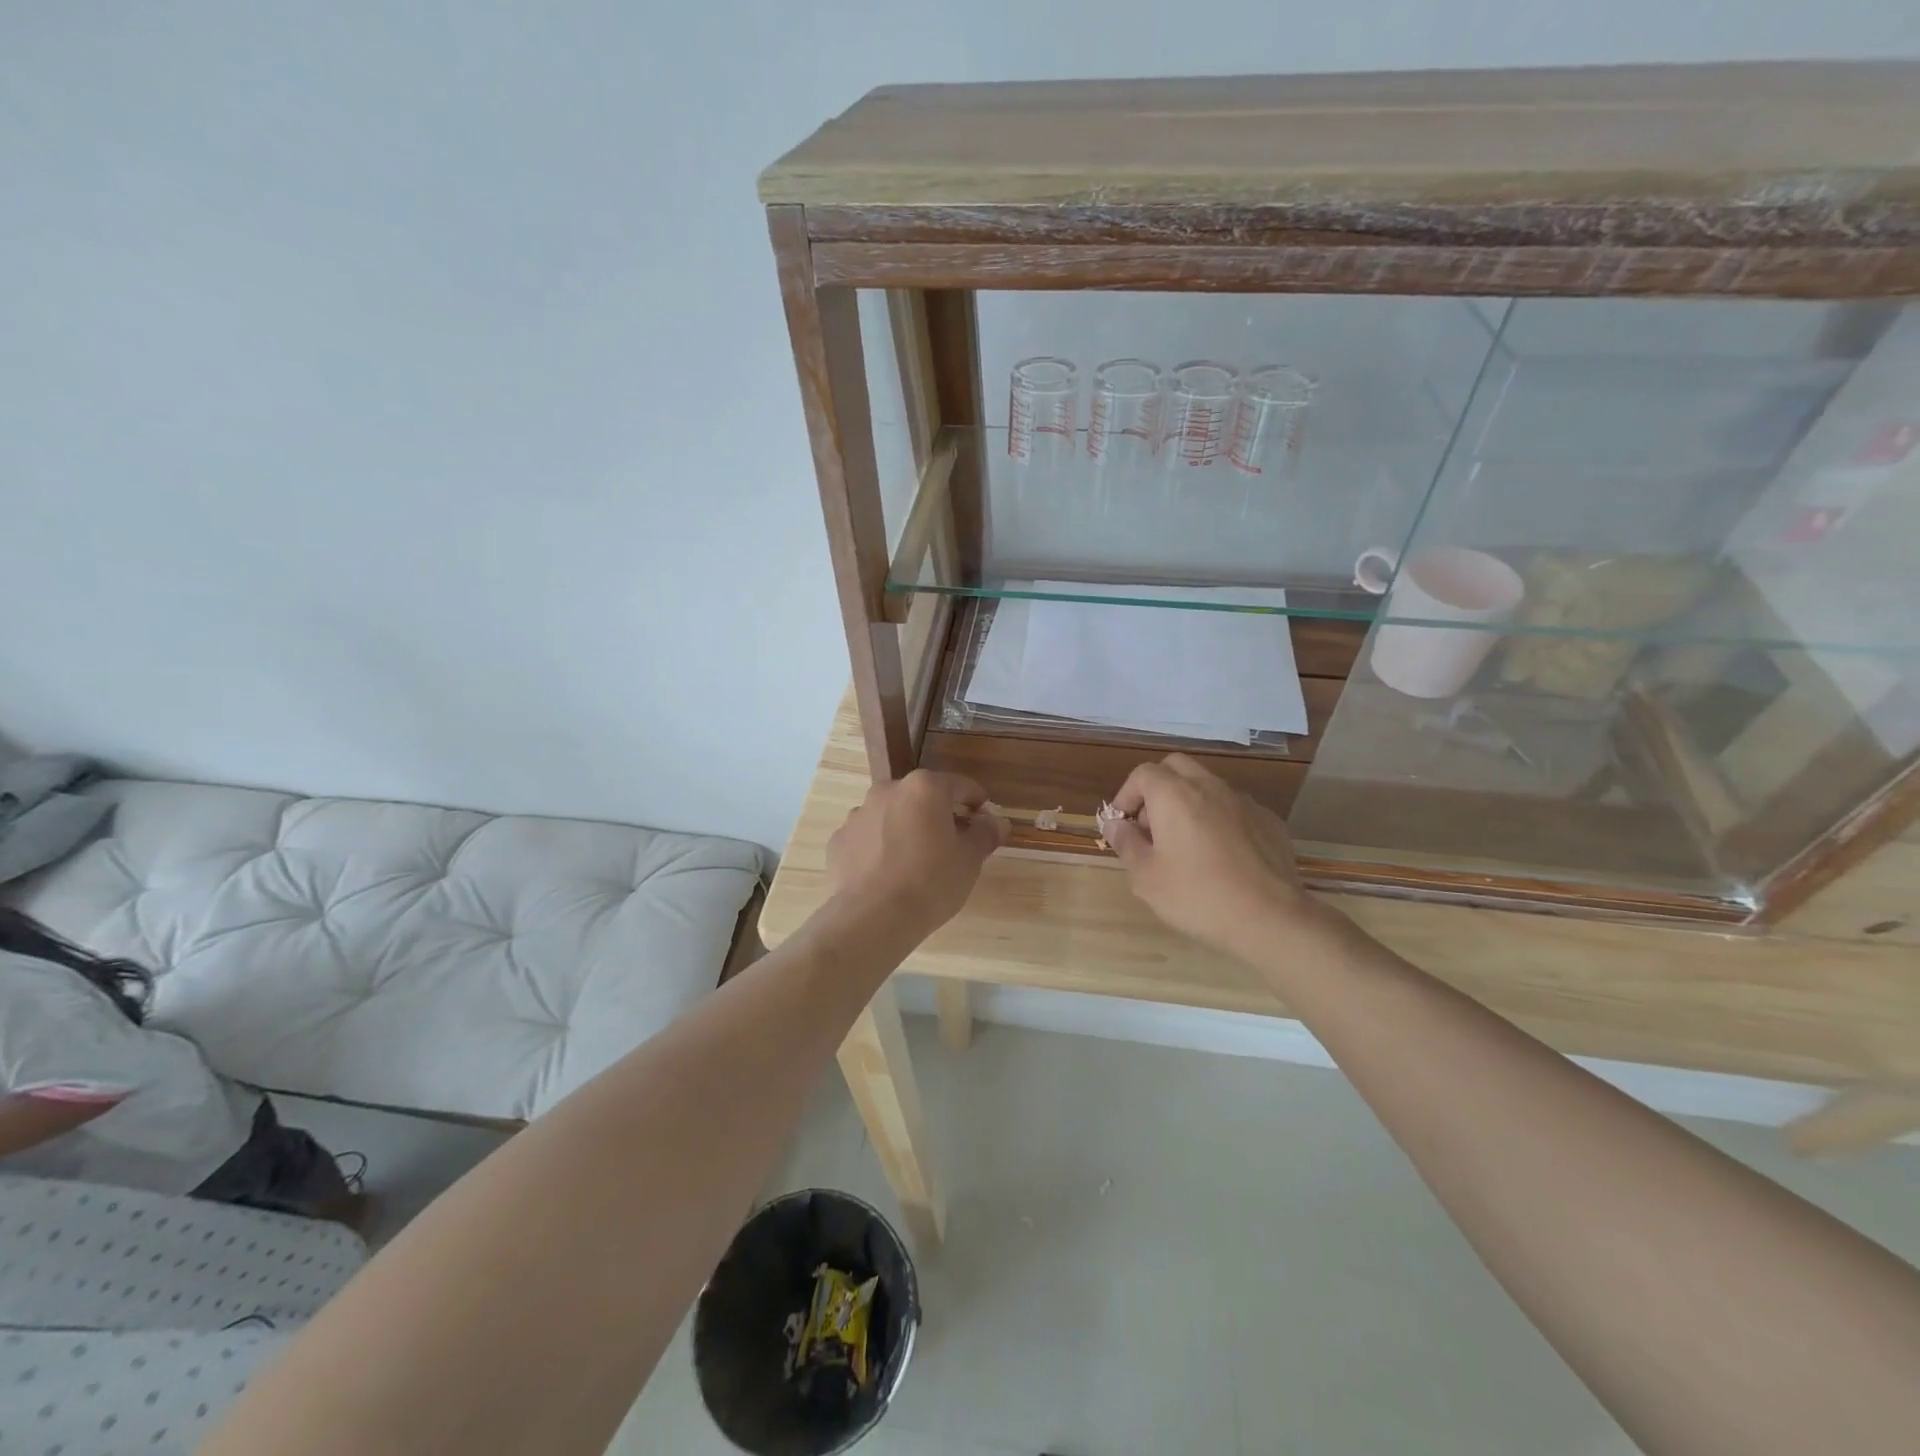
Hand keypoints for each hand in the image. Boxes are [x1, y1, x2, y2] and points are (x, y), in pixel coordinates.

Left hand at [825, 771, 1008, 935]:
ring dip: (906, 830)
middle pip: (922, 798)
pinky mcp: (839, 840)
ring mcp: (858, 814)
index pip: (961, 786)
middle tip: (952, 846)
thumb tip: (998, 822)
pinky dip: (879, 849)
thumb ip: (985, 834)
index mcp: (925, 788)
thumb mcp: (970, 859)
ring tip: (915, 864)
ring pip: (892, 816)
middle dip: (938, 816)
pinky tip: (887, 876)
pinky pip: (868, 838)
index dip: (977, 804)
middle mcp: (888, 790)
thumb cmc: (931, 882)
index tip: (984, 823)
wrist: (872, 918)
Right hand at [1106, 755, 1319, 958]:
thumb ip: (1125, 843)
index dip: (1126, 795)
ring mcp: (1244, 802)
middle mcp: (1209, 787)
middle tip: (1151, 826)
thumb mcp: (1146, 877)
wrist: (1271, 918)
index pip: (1142, 774)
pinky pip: (1234, 808)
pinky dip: (1218, 819)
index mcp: (1174, 795)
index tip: (1123, 825)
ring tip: (1184, 844)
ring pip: (1207, 785)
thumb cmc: (1197, 896)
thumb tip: (1114, 824)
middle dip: (1157, 789)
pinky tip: (1221, 856)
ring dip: (1188, 803)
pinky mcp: (1269, 821)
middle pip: (1176, 767)